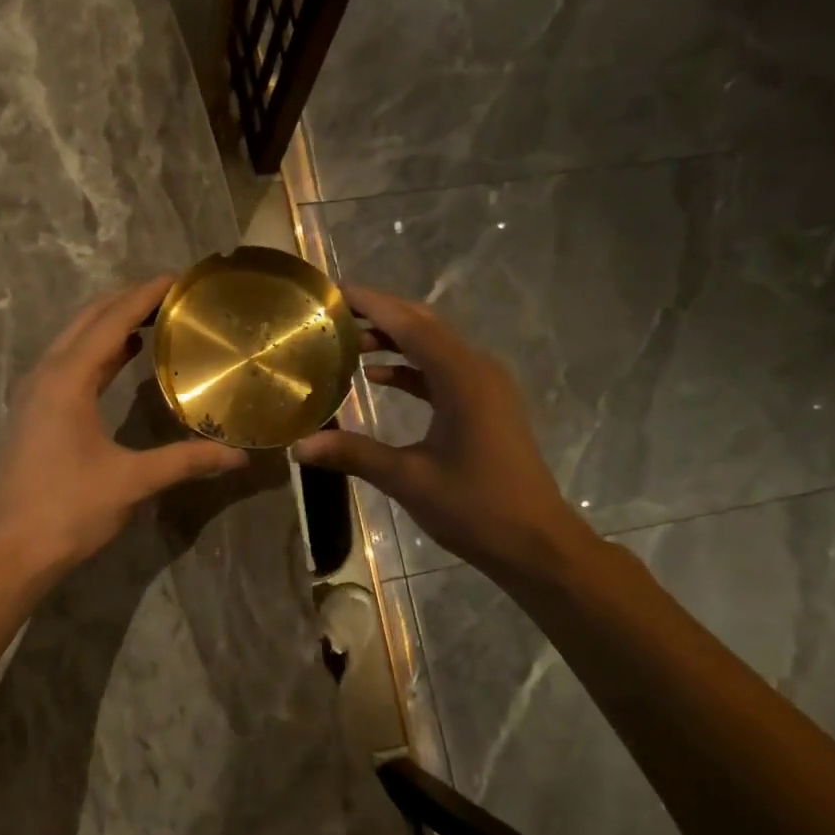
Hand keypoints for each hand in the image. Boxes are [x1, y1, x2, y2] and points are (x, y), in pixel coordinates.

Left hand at [0, 276, 248, 585]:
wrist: (7, 552)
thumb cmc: (67, 510)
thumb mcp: (132, 482)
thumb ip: (186, 461)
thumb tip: (238, 457)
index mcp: (67, 379)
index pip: (111, 320)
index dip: (145, 295)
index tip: (179, 279)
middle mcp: (46, 374)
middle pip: (87, 320)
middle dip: (127, 301)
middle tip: (172, 296)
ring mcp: (34, 394)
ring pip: (73, 340)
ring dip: (109, 324)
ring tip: (153, 319)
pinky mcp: (33, 413)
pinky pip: (67, 363)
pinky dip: (97, 351)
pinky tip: (120, 360)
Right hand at [293, 284, 588, 577]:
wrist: (536, 543)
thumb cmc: (476, 508)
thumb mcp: (409, 479)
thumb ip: (353, 454)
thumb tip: (298, 446)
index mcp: (462, 378)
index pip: (409, 324)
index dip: (370, 304)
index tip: (333, 291)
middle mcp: (477, 369)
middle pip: (423, 326)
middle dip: (379, 315)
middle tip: (333, 314)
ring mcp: (485, 386)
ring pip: (433, 346)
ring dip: (394, 340)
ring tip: (347, 342)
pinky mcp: (485, 404)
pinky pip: (441, 370)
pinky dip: (410, 368)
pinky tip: (377, 376)